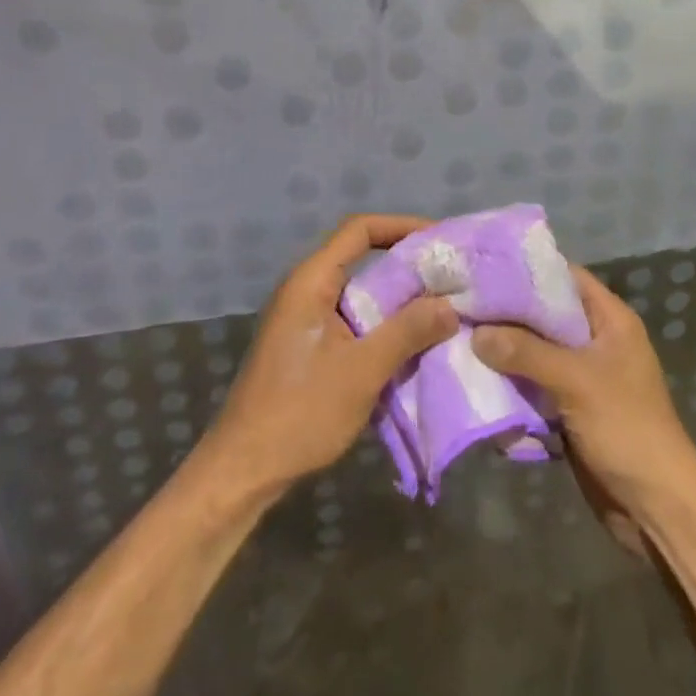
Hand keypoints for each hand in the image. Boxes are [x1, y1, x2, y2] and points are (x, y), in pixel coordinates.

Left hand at [194, 215, 457, 504]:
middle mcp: (306, 290)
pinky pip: (353, 320)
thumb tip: (449, 305)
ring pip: (360, 293)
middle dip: (407, 265)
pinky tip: (413, 344)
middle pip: (361, 258)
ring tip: (442, 307)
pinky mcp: (308, 346)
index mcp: (311, 281)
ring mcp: (305, 319)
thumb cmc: (300, 412)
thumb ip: (407, 332)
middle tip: (451, 277)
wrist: (244, 469)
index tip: (440, 238)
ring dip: (398, 299)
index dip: (401, 226)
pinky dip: (383, 324)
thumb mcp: (362, 370)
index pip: (359, 230)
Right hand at [471, 266, 695, 522]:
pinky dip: (511, 383)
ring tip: (459, 338)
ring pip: (535, 351)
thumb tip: (476, 333)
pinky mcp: (569, 407)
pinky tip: (477, 379)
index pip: (565, 276)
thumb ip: (525, 352)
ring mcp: (582, 375)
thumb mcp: (576, 381)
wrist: (655, 507)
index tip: (484, 268)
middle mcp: (596, 340)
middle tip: (462, 304)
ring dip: (504, 351)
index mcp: (610, 320)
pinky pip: (534, 384)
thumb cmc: (626, 429)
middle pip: (544, 314)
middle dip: (506, 313)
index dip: (527, 270)